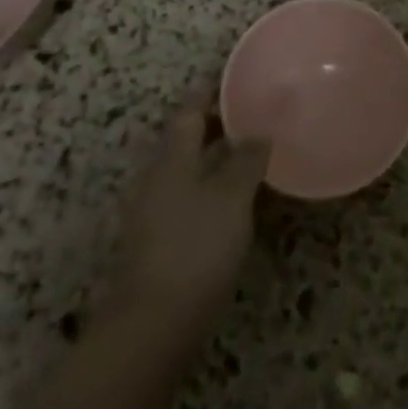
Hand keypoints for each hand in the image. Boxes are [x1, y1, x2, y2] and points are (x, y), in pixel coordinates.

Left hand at [112, 94, 270, 334]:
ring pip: (185, 172)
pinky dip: (207, 190)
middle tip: (251, 117)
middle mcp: (155, 179)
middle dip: (215, 126)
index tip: (235, 79)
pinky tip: (230, 205)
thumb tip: (257, 132)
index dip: (210, 92)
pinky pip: (184, 200)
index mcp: (171, 158)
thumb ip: (247, 160)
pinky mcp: (154, 246)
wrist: (151, 329)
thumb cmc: (195, 249)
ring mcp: (150, 214)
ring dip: (212, 160)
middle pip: (184, 140)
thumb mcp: (232, 198)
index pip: (189, 111)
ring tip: (247, 158)